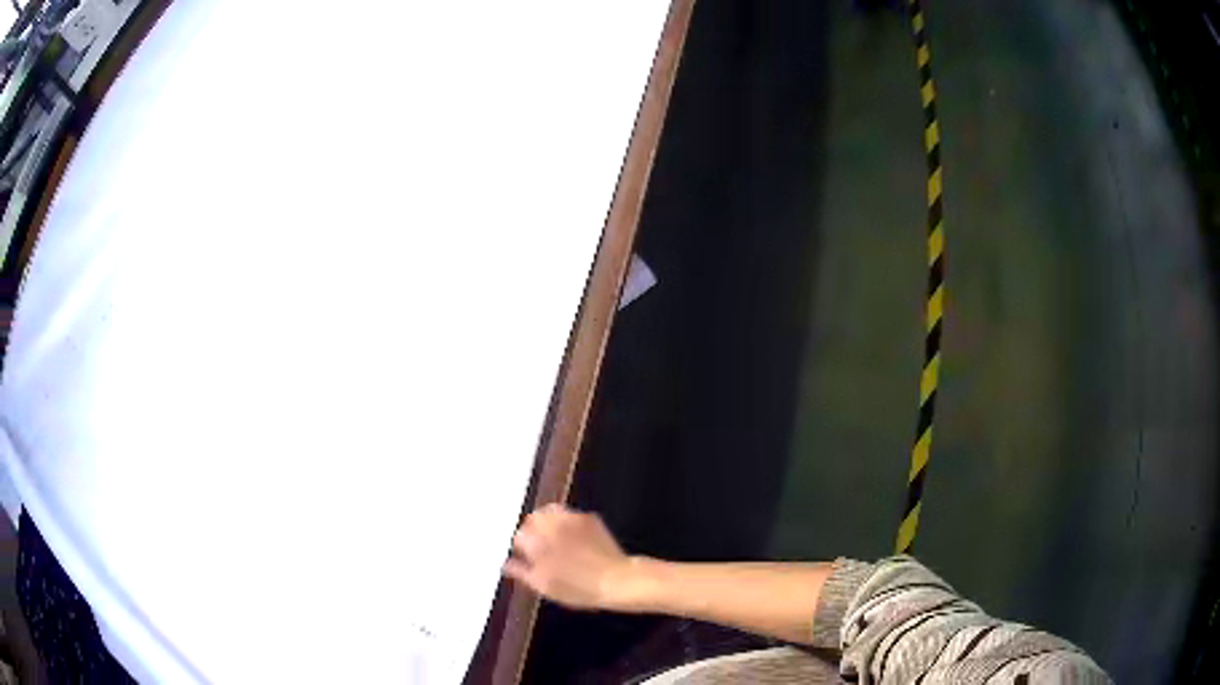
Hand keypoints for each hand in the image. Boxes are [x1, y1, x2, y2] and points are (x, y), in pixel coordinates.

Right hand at [503, 504, 636, 610]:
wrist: (616, 580)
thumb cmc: (578, 589)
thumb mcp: (545, 587)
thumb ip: (522, 572)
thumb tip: (505, 564)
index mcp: (537, 544)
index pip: (518, 536)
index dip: (521, 547)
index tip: (527, 556)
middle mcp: (551, 526)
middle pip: (532, 519)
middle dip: (532, 529)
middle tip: (540, 546)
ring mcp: (571, 519)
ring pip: (549, 511)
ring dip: (547, 521)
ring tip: (554, 537)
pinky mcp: (588, 517)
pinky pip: (569, 513)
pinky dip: (565, 521)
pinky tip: (572, 536)